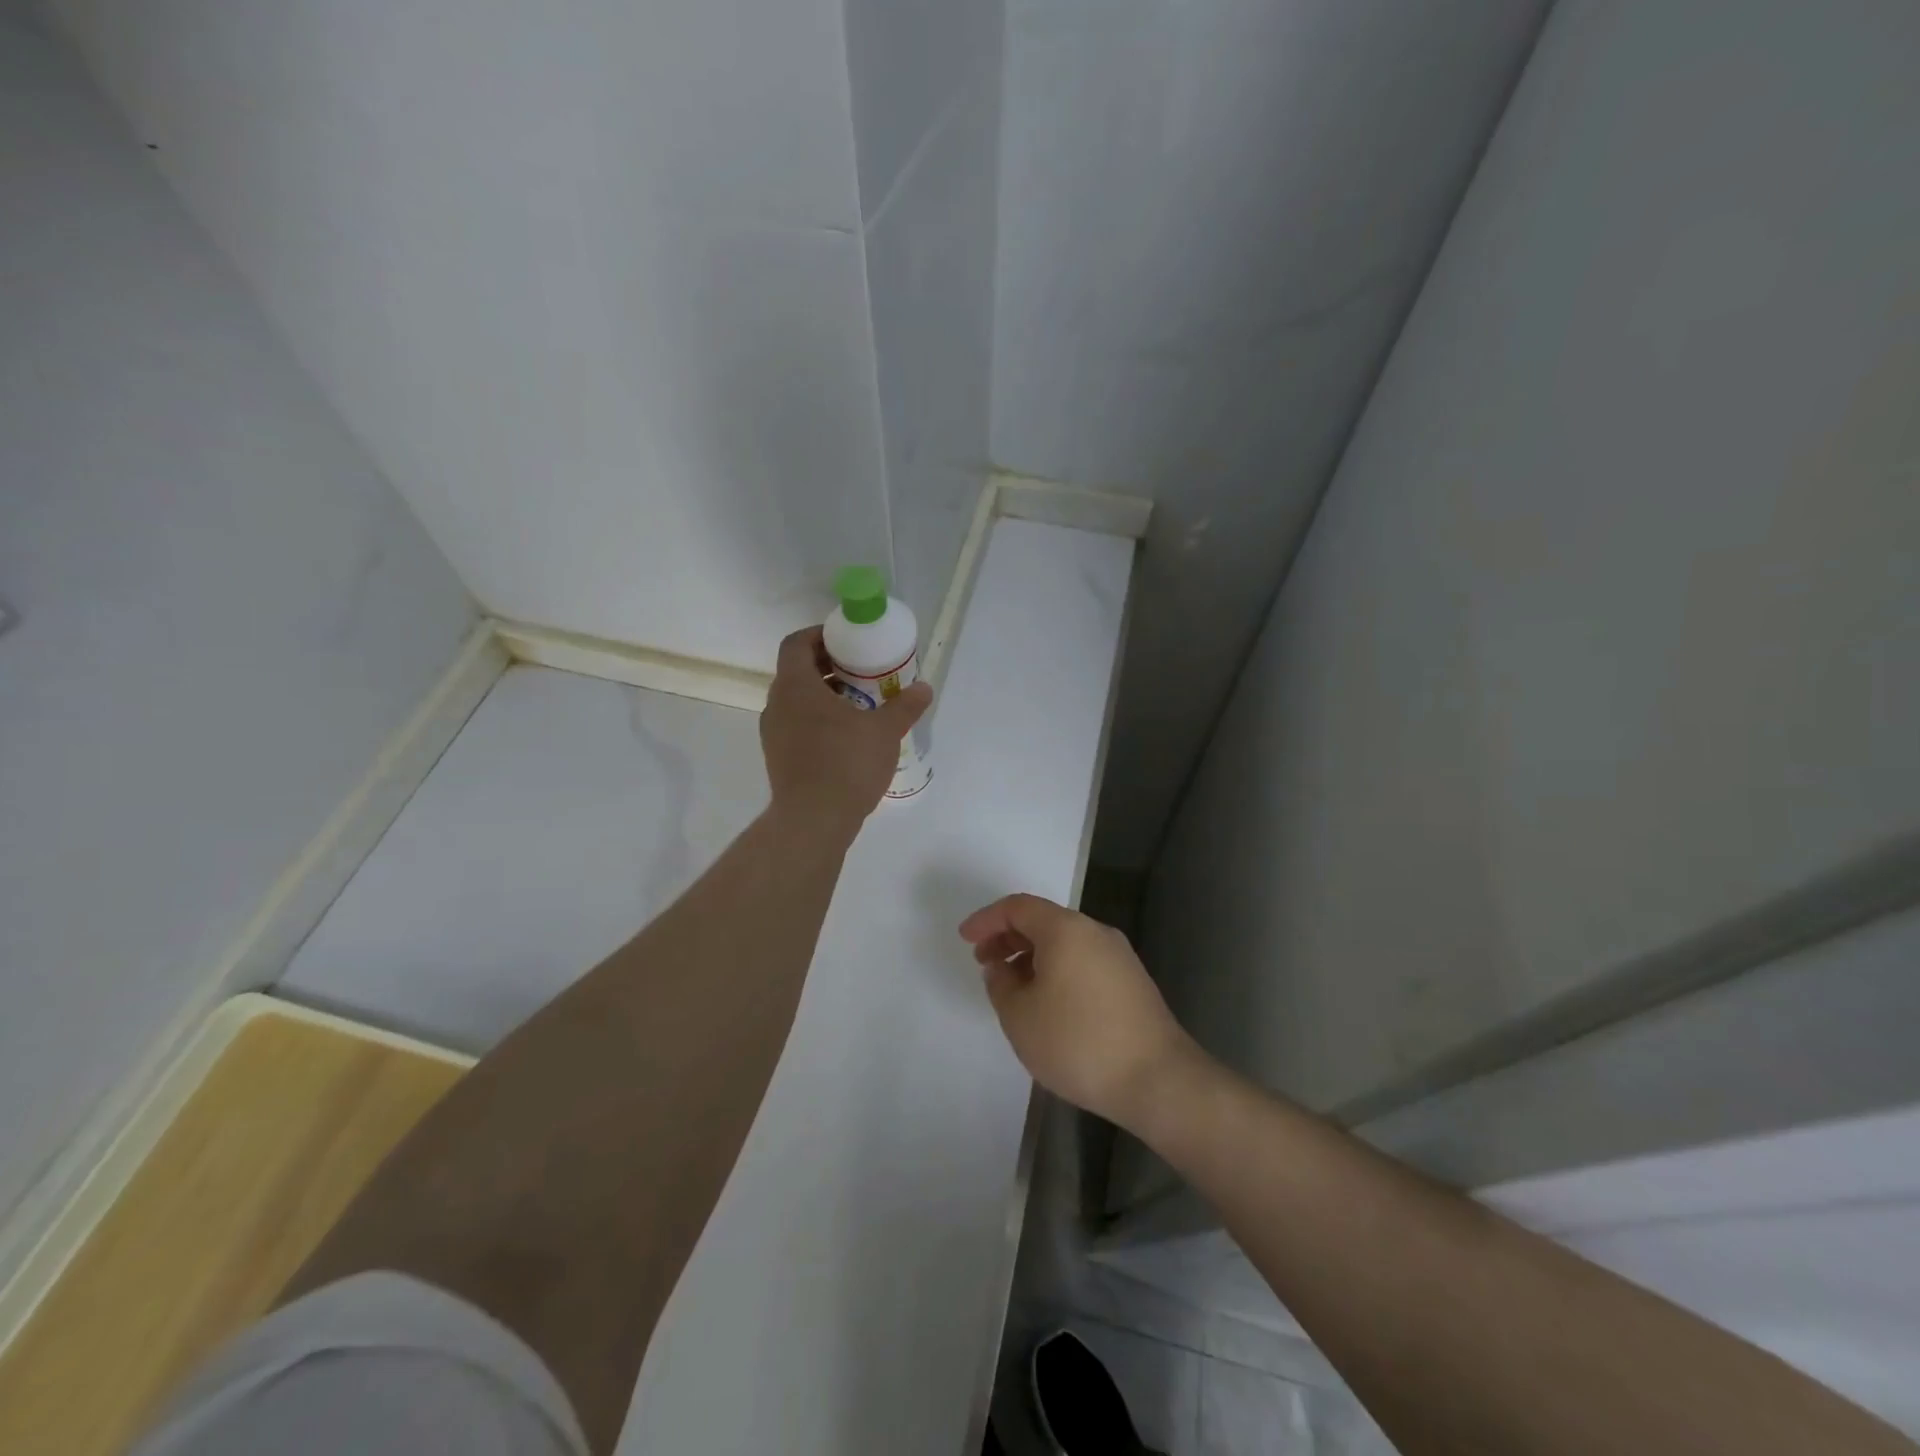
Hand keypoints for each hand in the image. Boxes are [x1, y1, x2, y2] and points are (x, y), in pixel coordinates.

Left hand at [760, 626, 931, 839]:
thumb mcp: (884, 731)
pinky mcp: (777, 757)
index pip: (796, 643)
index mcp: (796, 686)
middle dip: (828, 666)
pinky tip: (845, 737)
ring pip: (796, 700)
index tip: (846, 642)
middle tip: (861, 671)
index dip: (819, 635)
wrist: (814, 820)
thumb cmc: (847, 764)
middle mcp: (776, 704)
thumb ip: (904, 707)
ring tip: (858, 704)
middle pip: (797, 671)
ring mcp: (773, 733)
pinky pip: (796, 725)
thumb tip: (925, 688)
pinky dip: (817, 720)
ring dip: (823, 695)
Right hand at [959, 893, 1200, 1129]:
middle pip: (1044, 921)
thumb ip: (1001, 985)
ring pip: (1065, 943)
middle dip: (1009, 938)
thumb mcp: (1020, 1017)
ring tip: (1013, 988)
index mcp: (1065, 929)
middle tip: (985, 962)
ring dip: (1033, 957)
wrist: (1158, 1079)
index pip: (1018, 907)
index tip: (966, 939)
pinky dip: (1057, 970)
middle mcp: (1095, 932)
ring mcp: (1119, 956)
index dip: (987, 919)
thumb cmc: (1078, 1042)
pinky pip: (1083, 961)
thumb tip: (1002, 968)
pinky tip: (1048, 1003)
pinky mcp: (1132, 982)